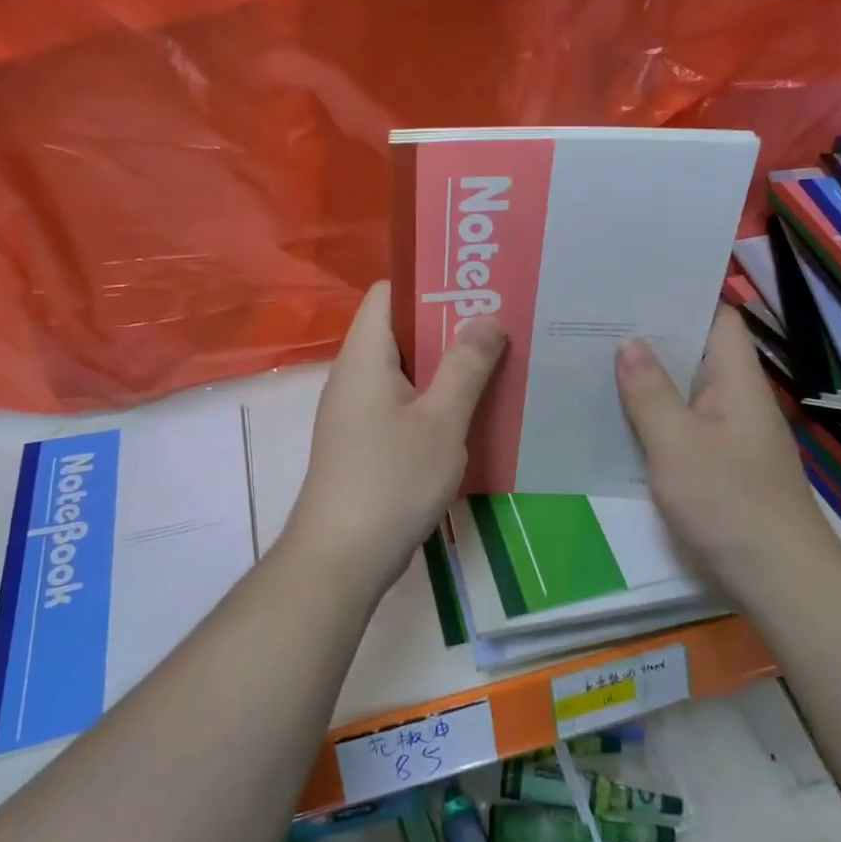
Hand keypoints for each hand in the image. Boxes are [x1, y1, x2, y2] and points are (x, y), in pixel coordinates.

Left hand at [282, 281, 505, 598]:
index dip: (429, 283)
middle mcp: (354, 375)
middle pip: (400, 329)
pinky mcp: (364, 441)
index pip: (389, 293)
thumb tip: (487, 317)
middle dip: (448, 324)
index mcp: (365, 356)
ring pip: (404, 369)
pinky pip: (402, 401)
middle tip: (499, 322)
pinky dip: (433, 397)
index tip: (476, 286)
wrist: (341, 558)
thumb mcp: (441, 420)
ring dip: (445, 364)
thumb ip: (466, 366)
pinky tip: (469, 411)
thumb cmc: (391, 480)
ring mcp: (357, 410)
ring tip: (494, 360)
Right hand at [616, 306, 839, 598]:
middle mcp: (737, 399)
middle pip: (698, 352)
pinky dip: (655, 416)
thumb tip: (629, 342)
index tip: (636, 284)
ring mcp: (731, 433)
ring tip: (598, 358)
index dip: (683, 296)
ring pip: (687, 390)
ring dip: (650, 378)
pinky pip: (684, 424)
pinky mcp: (721, 464)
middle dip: (653, 336)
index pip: (718, 318)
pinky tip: (619, 418)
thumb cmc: (728, 503)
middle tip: (599, 320)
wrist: (778, 581)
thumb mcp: (677, 444)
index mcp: (737, 381)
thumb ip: (650, 392)